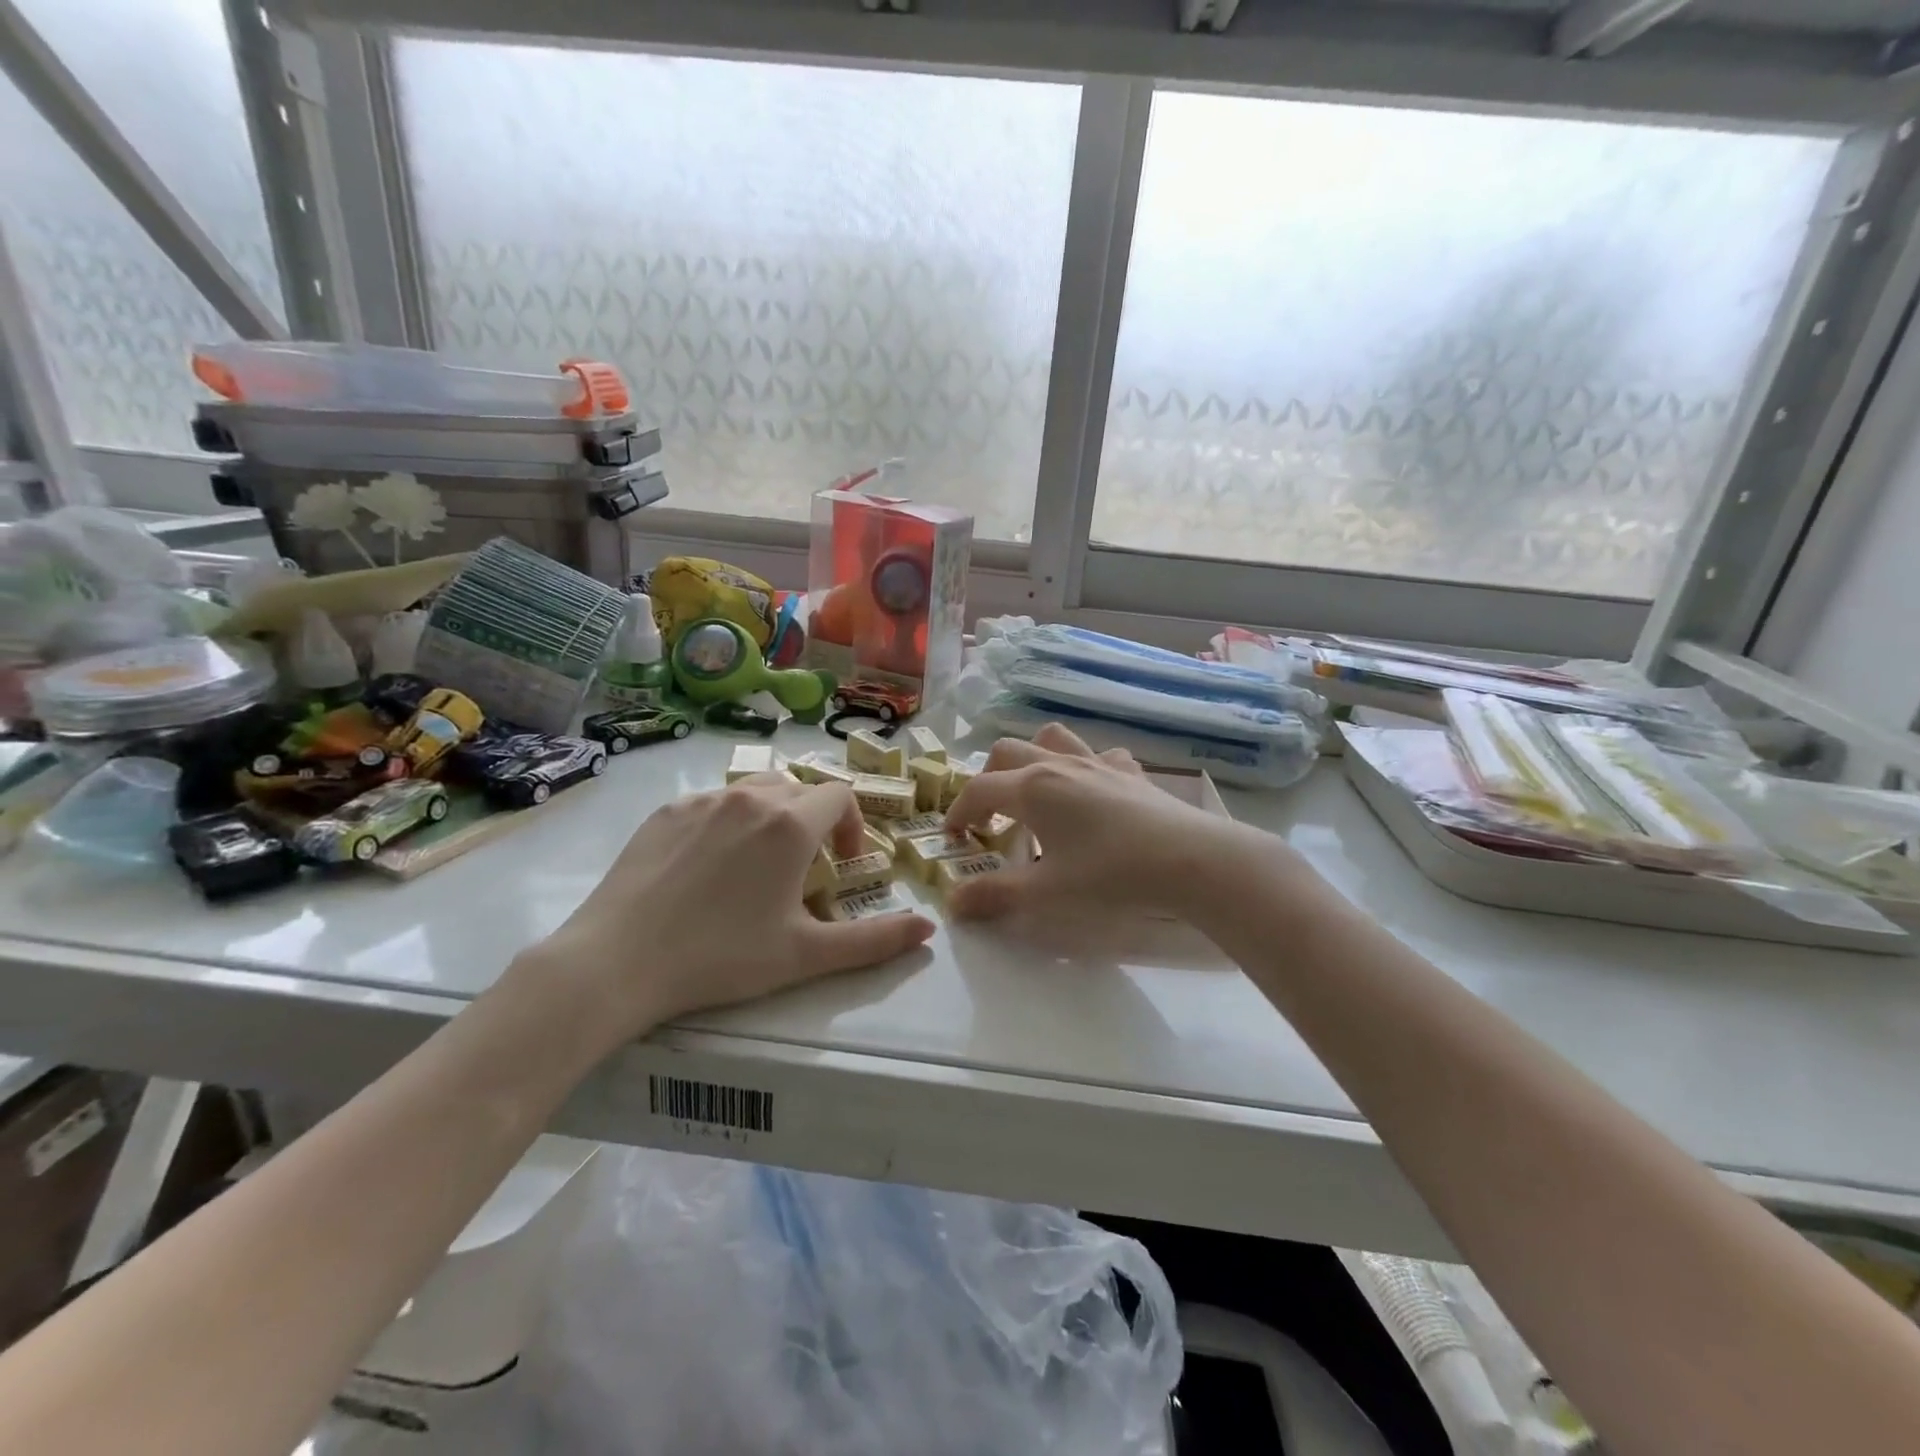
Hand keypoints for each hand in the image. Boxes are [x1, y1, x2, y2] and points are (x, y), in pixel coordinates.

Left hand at [527, 774, 934, 1037]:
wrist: (617, 962)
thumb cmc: (722, 957)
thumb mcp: (806, 955)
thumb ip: (875, 941)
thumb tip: (928, 932)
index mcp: (790, 824)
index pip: (839, 795)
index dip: (851, 824)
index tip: (841, 863)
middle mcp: (750, 796)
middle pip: (799, 788)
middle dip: (814, 820)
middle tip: (804, 869)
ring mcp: (702, 800)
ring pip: (755, 788)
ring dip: (773, 815)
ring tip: (760, 862)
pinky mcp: (665, 811)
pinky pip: (713, 802)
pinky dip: (729, 820)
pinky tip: (709, 866)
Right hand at [942, 723, 1255, 922]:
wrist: (1190, 860)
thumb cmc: (1111, 875)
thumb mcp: (1046, 893)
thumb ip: (995, 896)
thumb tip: (953, 903)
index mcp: (1031, 789)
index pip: (978, 789)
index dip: (957, 811)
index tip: (953, 837)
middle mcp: (1057, 765)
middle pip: (1006, 752)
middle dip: (988, 778)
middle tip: (990, 815)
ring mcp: (1096, 762)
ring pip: (1050, 738)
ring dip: (1032, 757)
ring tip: (1034, 791)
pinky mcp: (1129, 771)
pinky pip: (1098, 754)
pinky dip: (1085, 766)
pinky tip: (1092, 792)